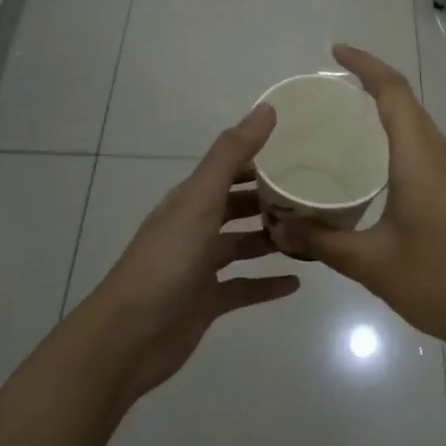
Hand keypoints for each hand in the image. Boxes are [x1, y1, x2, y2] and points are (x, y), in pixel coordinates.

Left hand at [83, 103, 300, 405]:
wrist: (129, 337)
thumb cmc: (166, 261)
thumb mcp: (200, 200)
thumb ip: (231, 154)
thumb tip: (267, 108)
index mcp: (191, 199)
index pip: (231, 169)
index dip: (262, 158)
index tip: (303, 151)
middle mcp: (195, 227)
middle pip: (238, 206)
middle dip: (272, 198)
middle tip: (316, 194)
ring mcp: (200, 266)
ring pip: (243, 245)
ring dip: (273, 239)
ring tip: (314, 234)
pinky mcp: (207, 301)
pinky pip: (244, 287)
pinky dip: (268, 284)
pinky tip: (297, 283)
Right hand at [271, 45, 445, 356]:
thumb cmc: (438, 280)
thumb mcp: (371, 263)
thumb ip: (322, 241)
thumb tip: (279, 229)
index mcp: (420, 157)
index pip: (393, 92)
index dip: (365, 65)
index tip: (334, 52)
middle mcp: (441, 153)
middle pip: (405, 102)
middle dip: (368, 85)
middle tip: (324, 94)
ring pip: (416, 125)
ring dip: (383, 113)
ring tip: (340, 123)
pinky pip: (423, 148)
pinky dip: (395, 139)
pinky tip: (369, 166)